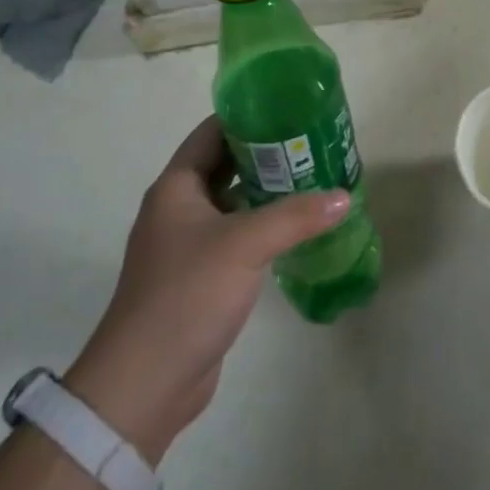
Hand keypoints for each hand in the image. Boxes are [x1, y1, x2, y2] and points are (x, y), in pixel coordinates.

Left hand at [65, 116, 349, 463]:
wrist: (145, 382)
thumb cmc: (187, 295)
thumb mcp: (244, 245)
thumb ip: (295, 216)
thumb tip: (344, 196)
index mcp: (176, 187)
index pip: (212, 132)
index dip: (247, 115)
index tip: (290, 107)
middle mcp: (179, 208)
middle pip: (225, 164)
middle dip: (266, 153)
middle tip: (312, 143)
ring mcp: (188, 244)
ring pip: (233, 201)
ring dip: (267, 190)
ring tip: (314, 177)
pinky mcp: (201, 276)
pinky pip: (236, 235)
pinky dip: (263, 226)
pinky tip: (297, 227)